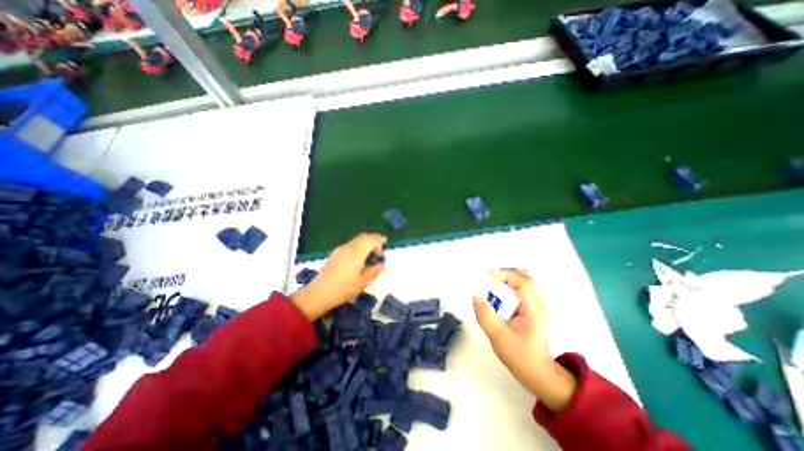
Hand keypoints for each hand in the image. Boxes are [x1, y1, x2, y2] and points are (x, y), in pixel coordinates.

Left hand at [293, 232, 384, 319]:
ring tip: (371, 252)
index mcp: (357, 252)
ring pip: (356, 240)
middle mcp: (349, 247)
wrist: (319, 293)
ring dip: (365, 242)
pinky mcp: (335, 254)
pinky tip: (359, 256)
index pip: (371, 240)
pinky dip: (358, 246)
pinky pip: (350, 245)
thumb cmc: (343, 288)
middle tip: (380, 246)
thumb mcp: (362, 281)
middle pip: (363, 237)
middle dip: (373, 238)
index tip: (386, 243)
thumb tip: (382, 264)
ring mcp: (340, 250)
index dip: (379, 240)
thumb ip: (374, 270)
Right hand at [472, 267, 573, 411]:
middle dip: (504, 275)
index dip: (504, 274)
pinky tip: (497, 298)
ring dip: (505, 281)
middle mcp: (538, 302)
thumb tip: (476, 294)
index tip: (486, 277)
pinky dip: (507, 288)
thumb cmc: (519, 356)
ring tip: (490, 289)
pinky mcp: (532, 309)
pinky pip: (519, 290)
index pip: (522, 281)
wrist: (538, 373)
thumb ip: (486, 315)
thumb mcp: (498, 336)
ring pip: (522, 282)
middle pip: (524, 277)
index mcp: (534, 308)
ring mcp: (536, 305)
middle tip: (487, 281)